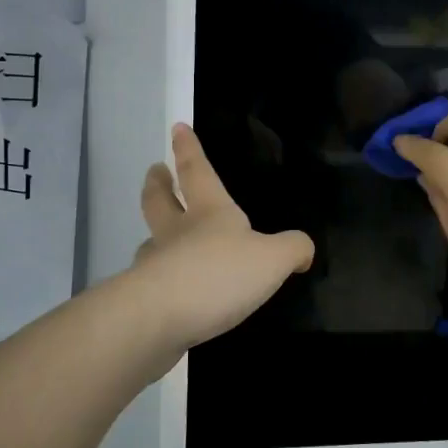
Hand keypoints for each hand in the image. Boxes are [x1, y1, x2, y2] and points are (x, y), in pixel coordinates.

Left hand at [129, 124, 314, 358]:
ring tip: (158, 237)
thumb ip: (292, 249)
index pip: (197, 172)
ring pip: (151, 241)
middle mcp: (176, 233)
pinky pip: (152, 281)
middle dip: (158, 184)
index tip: (177, 128)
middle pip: (160, 201)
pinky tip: (168, 292)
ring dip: (153, 233)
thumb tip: (303, 249)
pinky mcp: (144, 300)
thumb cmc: (219, 274)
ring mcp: (155, 266)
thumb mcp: (272, 259)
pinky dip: (158, 279)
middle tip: (155, 171)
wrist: (159, 319)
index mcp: (208, 213)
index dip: (189, 149)